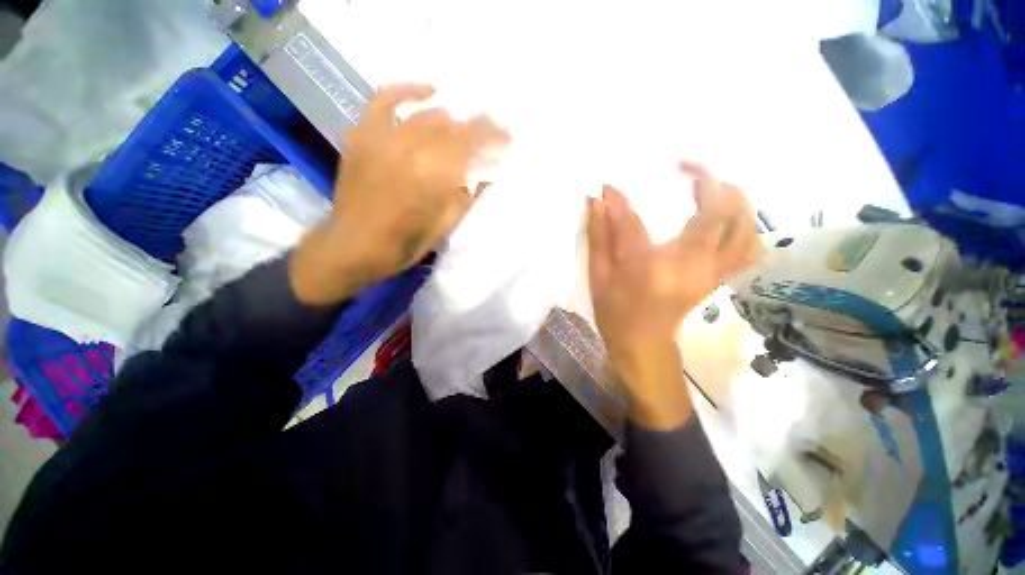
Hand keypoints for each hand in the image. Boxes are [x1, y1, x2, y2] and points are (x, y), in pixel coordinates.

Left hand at [291, 84, 509, 304]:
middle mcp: (411, 149)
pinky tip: (428, 92)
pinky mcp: (364, 135)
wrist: (353, 246)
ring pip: (428, 115)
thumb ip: (467, 196)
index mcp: (434, 176)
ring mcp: (384, 138)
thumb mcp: (445, 226)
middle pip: (454, 128)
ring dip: (453, 121)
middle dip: (478, 130)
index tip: (508, 138)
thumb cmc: (404, 244)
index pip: (472, 144)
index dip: (493, 137)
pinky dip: (408, 92)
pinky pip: (385, 101)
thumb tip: (488, 172)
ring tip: (464, 129)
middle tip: (491, 137)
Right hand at [587, 162, 759, 428]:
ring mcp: (713, 272)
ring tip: (709, 188)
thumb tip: (598, 200)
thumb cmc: (616, 313)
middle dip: (706, 181)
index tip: (610, 187)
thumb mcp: (599, 277)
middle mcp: (692, 267)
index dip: (620, 202)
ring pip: (744, 225)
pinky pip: (749, 246)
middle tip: (684, 171)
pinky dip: (745, 225)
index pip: (635, 225)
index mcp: (652, 270)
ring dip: (733, 198)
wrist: (643, 345)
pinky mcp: (720, 276)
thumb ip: (599, 237)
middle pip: (720, 212)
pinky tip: (728, 218)